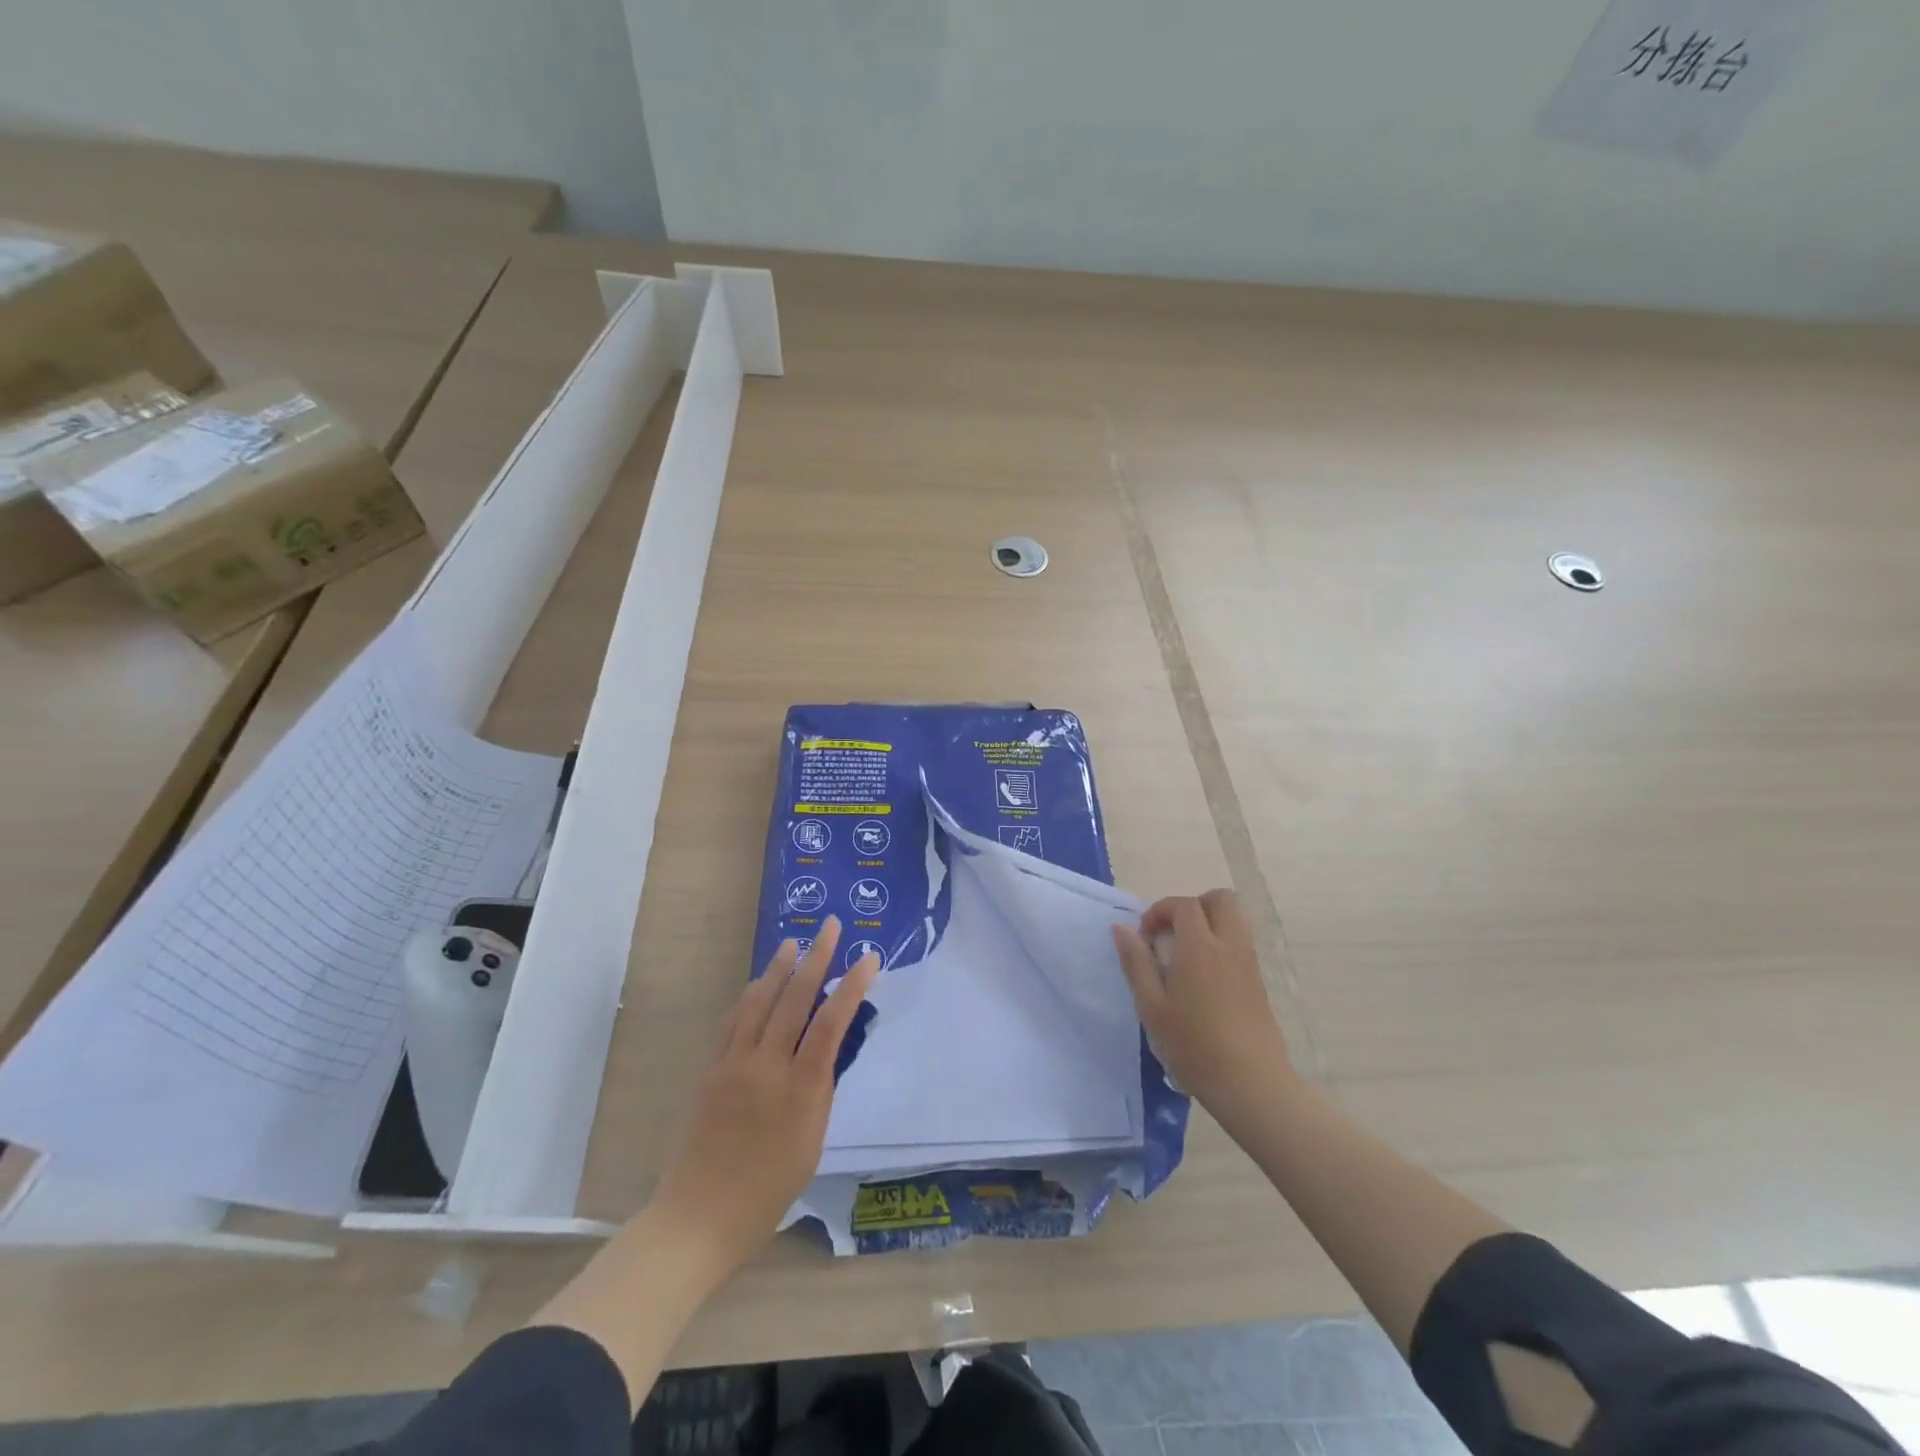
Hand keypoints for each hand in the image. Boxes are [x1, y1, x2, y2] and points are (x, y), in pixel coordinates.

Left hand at [648, 916, 879, 1277]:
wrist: (699, 1217)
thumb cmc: (768, 1191)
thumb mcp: (812, 1142)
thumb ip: (820, 1090)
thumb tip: (827, 1049)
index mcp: (800, 1089)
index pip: (831, 1023)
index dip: (852, 986)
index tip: (869, 958)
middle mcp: (767, 1066)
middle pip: (794, 999)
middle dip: (816, 958)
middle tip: (831, 927)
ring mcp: (734, 1064)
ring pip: (760, 1001)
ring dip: (778, 968)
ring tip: (793, 942)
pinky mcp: (711, 1069)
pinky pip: (734, 1021)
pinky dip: (750, 995)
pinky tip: (759, 983)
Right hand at [1111, 889, 1297, 1120]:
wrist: (1251, 1084)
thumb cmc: (1194, 1045)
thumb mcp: (1152, 1007)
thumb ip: (1136, 963)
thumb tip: (1122, 928)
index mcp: (1200, 947)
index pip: (1184, 905)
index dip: (1160, 911)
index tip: (1145, 937)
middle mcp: (1230, 946)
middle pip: (1221, 900)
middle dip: (1194, 906)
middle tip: (1172, 934)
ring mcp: (1249, 964)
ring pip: (1235, 920)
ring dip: (1209, 925)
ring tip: (1185, 958)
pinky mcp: (1259, 983)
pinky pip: (1240, 945)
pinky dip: (1221, 946)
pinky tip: (1203, 982)